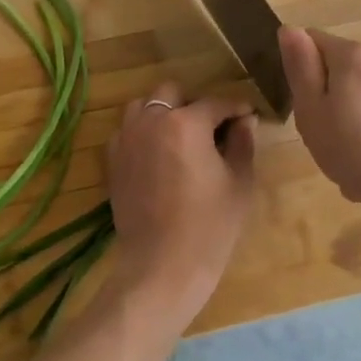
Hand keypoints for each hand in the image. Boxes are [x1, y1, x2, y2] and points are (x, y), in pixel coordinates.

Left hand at [104, 83, 256, 327]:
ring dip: (163, 113)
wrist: (161, 267)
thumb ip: (242, 142)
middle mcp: (151, 121)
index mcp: (186, 123)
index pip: (216, 103)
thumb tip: (245, 120)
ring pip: (143, 106)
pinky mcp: (113, 161)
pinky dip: (142, 133)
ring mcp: (127, 140)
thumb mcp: (239, 182)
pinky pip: (127, 131)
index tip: (248, 116)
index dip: (236, 108)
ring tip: (181, 138)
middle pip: (172, 92)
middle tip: (211, 129)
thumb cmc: (210, 226)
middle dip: (194, 104)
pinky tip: (158, 155)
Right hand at [279, 26, 360, 206]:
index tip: (296, 99)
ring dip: (340, 120)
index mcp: (350, 54)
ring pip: (351, 96)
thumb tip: (289, 28)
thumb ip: (300, 67)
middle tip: (315, 130)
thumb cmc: (353, 143)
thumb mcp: (311, 107)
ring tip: (338, 153)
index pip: (311, 40)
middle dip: (320, 97)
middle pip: (333, 69)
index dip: (297, 67)